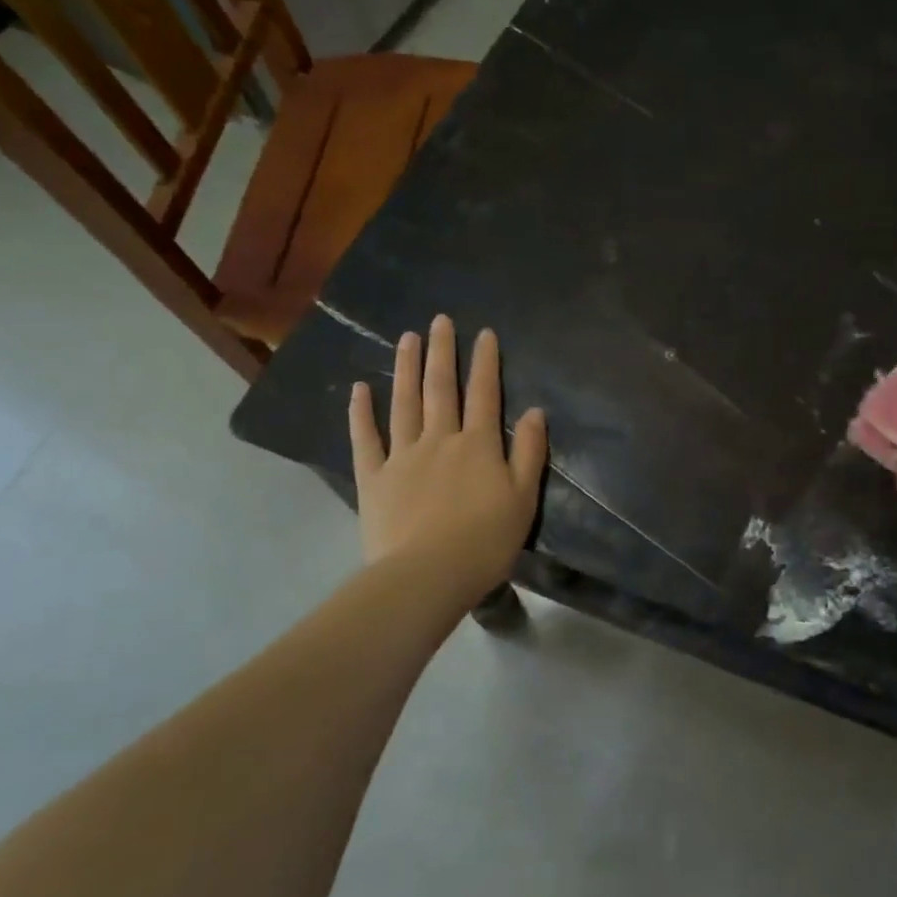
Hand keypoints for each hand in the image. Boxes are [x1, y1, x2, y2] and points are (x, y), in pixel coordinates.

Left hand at [349, 314, 547, 605]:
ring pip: (405, 403)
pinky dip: (361, 413)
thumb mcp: (523, 498)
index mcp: (479, 445)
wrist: (428, 575)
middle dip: (442, 352)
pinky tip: (359, 389)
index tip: (483, 333)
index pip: (484, 394)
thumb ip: (530, 453)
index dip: (485, 362)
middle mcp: (440, 439)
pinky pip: (366, 439)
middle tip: (439, 321)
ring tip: (406, 338)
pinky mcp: (375, 478)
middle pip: (441, 389)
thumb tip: (537, 411)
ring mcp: (403, 456)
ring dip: (406, 369)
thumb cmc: (485, 541)